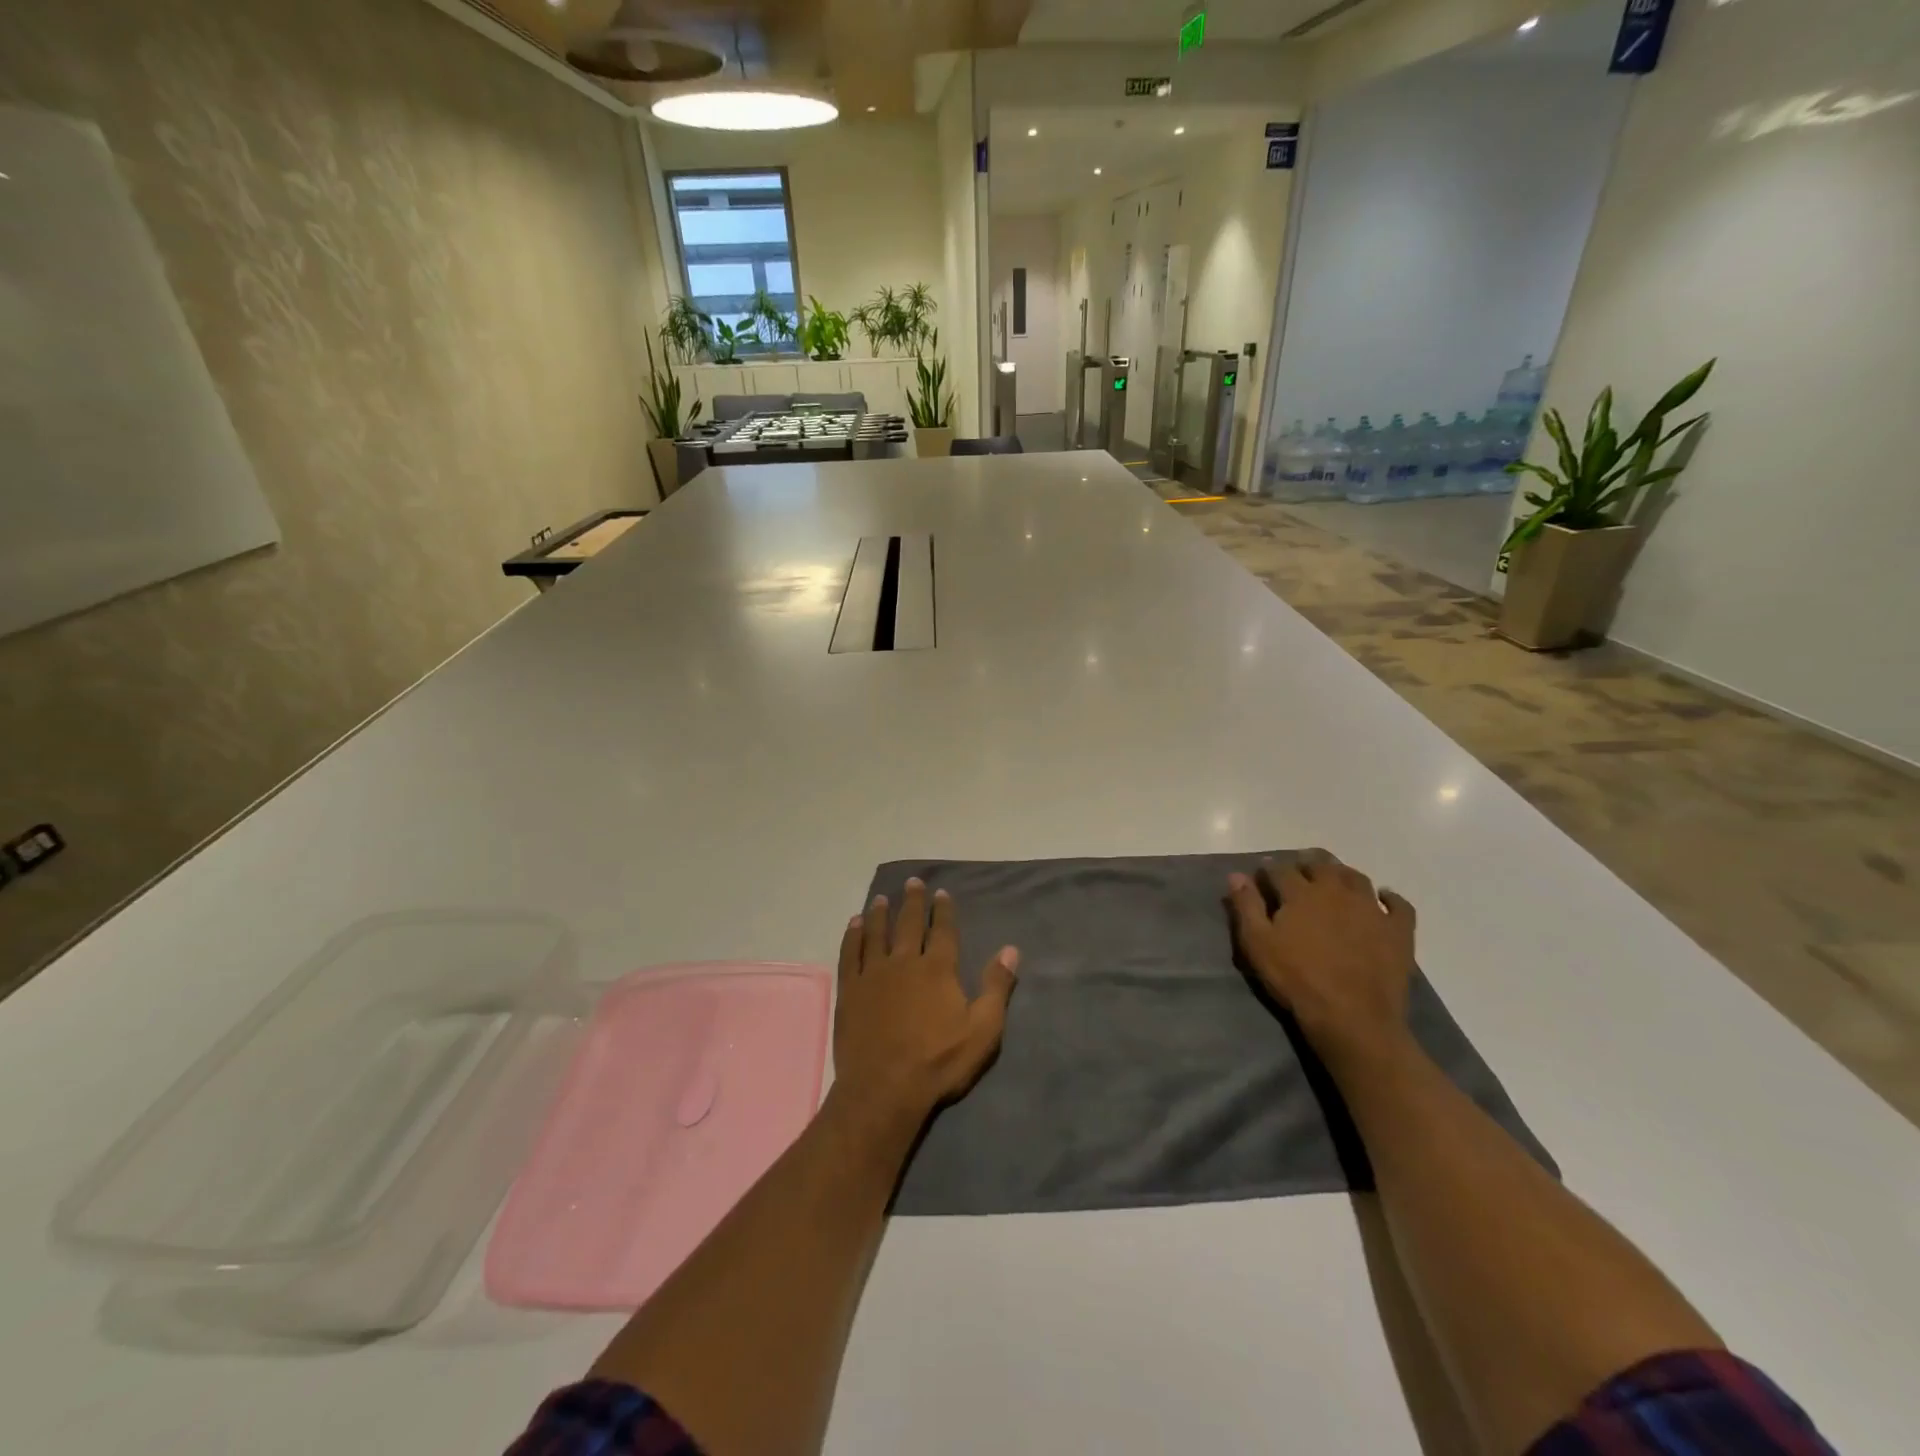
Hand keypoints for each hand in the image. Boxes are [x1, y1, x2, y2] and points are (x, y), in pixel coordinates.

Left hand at [833, 879, 1018, 1123]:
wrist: (884, 1089)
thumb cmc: (939, 1062)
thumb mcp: (982, 1030)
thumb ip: (996, 987)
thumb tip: (1011, 949)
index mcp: (938, 969)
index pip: (942, 930)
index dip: (943, 910)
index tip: (941, 893)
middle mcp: (904, 962)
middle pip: (908, 923)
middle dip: (912, 901)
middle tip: (912, 882)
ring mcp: (874, 974)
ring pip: (876, 933)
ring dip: (880, 913)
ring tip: (882, 898)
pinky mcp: (850, 990)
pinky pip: (850, 953)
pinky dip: (853, 936)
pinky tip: (854, 925)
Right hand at [1227, 849, 1415, 1063]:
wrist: (1352, 1017)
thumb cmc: (1296, 979)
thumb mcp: (1258, 944)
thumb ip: (1246, 906)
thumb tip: (1237, 875)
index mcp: (1300, 893)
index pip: (1281, 869)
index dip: (1269, 868)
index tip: (1263, 873)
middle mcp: (1336, 891)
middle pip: (1321, 865)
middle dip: (1306, 863)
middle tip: (1299, 870)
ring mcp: (1371, 908)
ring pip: (1356, 877)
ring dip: (1342, 873)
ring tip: (1334, 879)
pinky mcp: (1398, 930)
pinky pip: (1399, 905)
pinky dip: (1391, 897)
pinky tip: (1383, 898)